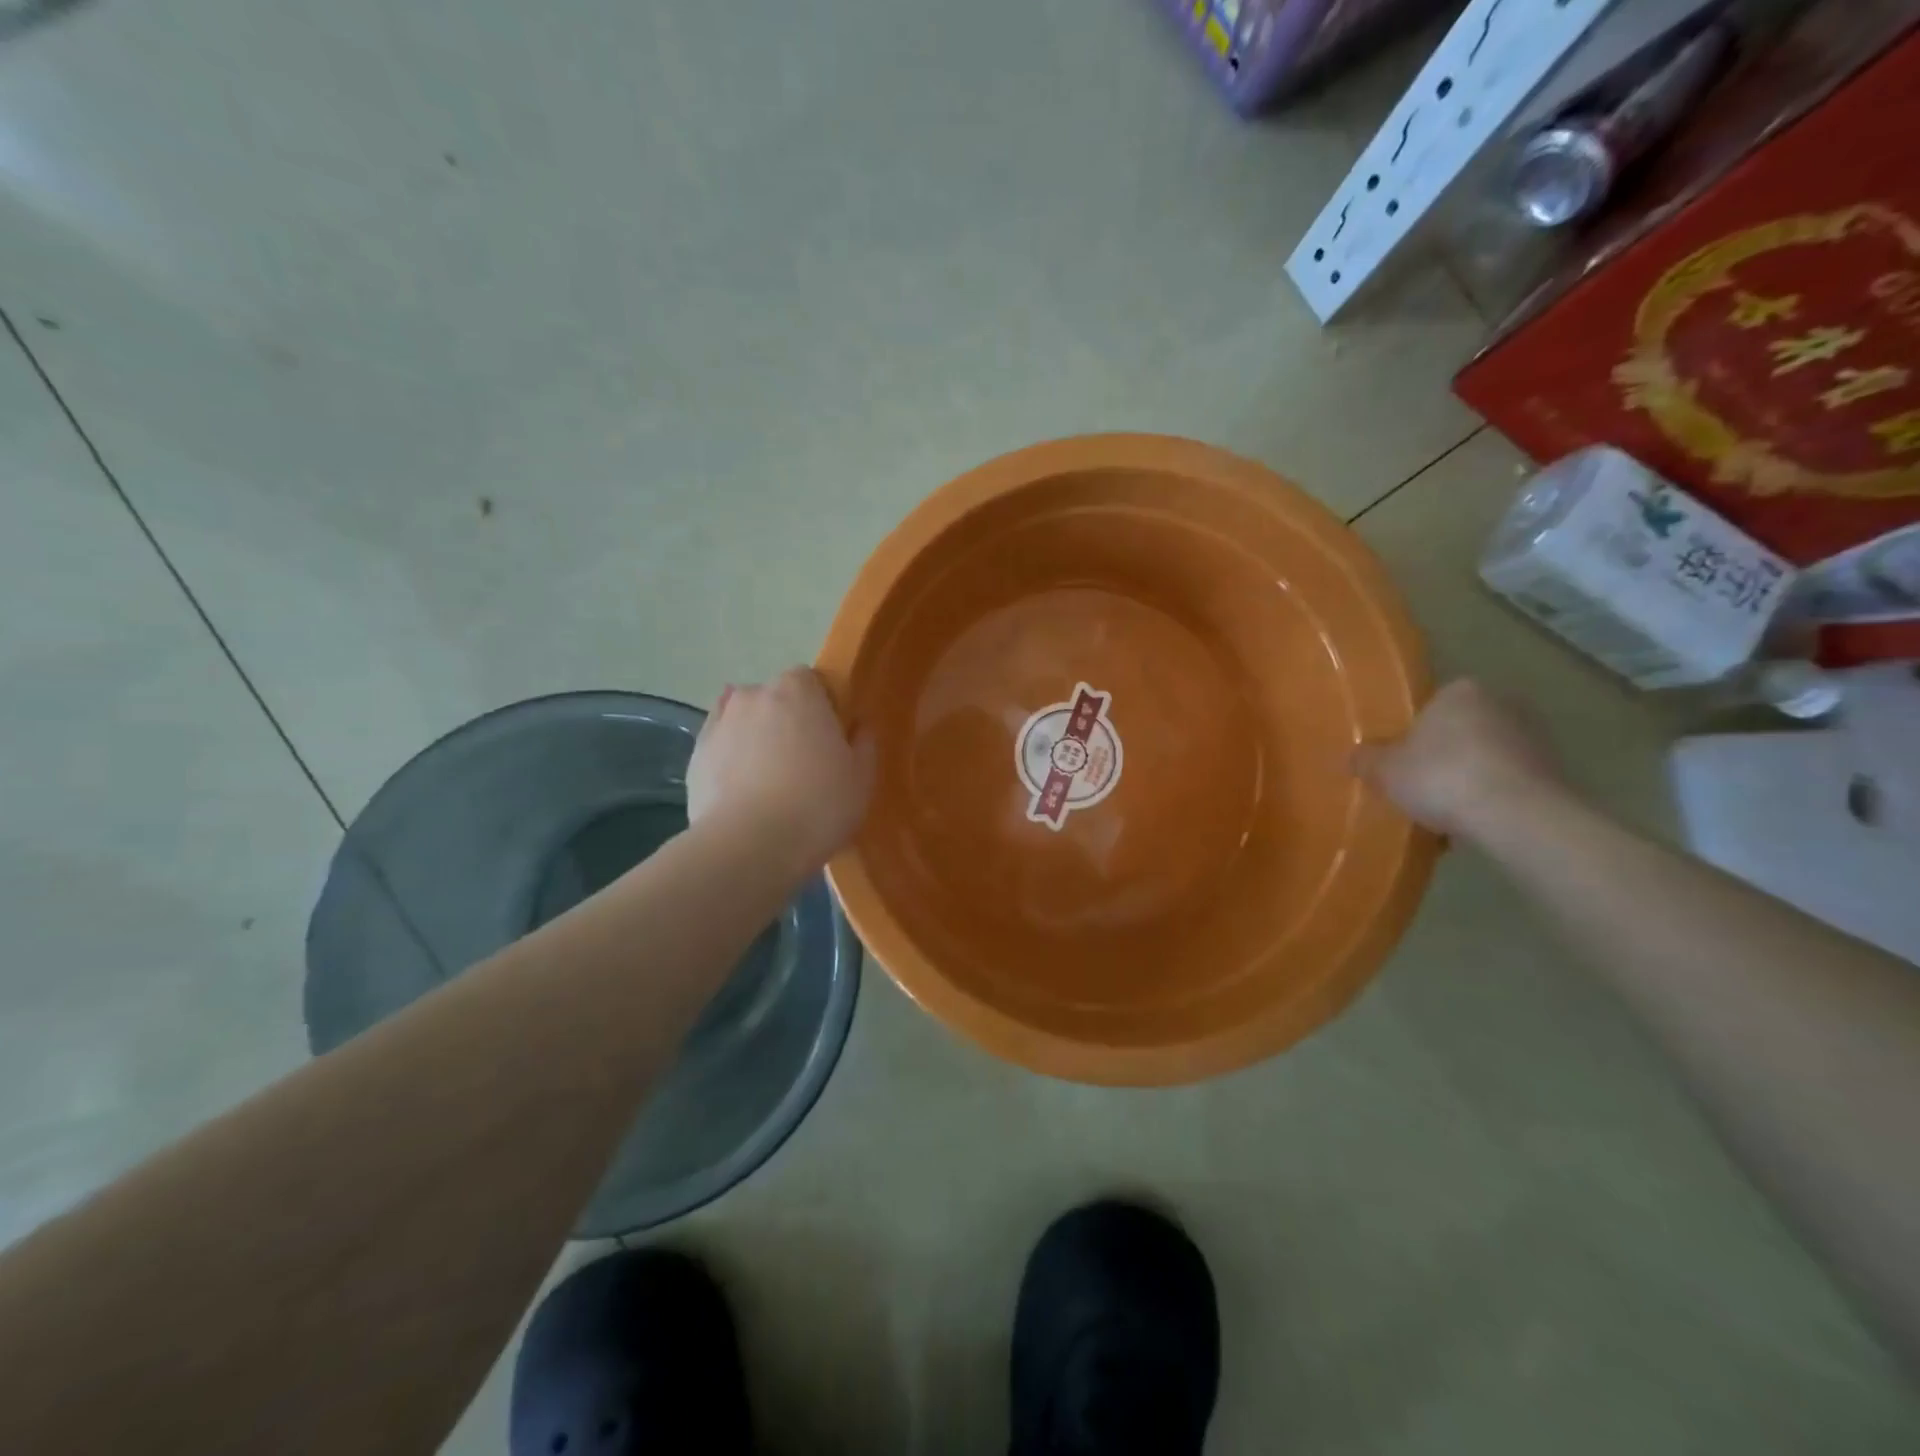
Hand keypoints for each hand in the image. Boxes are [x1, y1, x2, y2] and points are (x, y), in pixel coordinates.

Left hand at [687, 667, 873, 867]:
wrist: (749, 846)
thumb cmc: (818, 806)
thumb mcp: (861, 778)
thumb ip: (863, 743)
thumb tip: (858, 725)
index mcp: (798, 690)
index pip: (811, 681)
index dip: (822, 707)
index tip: (830, 738)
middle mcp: (754, 695)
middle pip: (775, 698)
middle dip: (787, 720)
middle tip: (802, 761)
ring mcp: (720, 722)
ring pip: (745, 720)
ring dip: (756, 737)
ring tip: (767, 779)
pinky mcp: (696, 754)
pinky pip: (721, 746)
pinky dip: (731, 757)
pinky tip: (742, 788)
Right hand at [1352, 679, 1565, 838]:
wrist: (1517, 816)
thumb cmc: (1441, 777)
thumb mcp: (1384, 770)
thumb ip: (1366, 759)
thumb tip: (1356, 756)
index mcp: (1459, 690)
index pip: (1431, 705)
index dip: (1412, 734)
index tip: (1401, 762)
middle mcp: (1501, 702)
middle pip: (1461, 730)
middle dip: (1444, 755)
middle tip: (1419, 786)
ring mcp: (1534, 736)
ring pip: (1486, 757)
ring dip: (1470, 778)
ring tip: (1445, 812)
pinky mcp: (1555, 771)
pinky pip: (1509, 782)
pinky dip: (1493, 798)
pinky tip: (1474, 823)